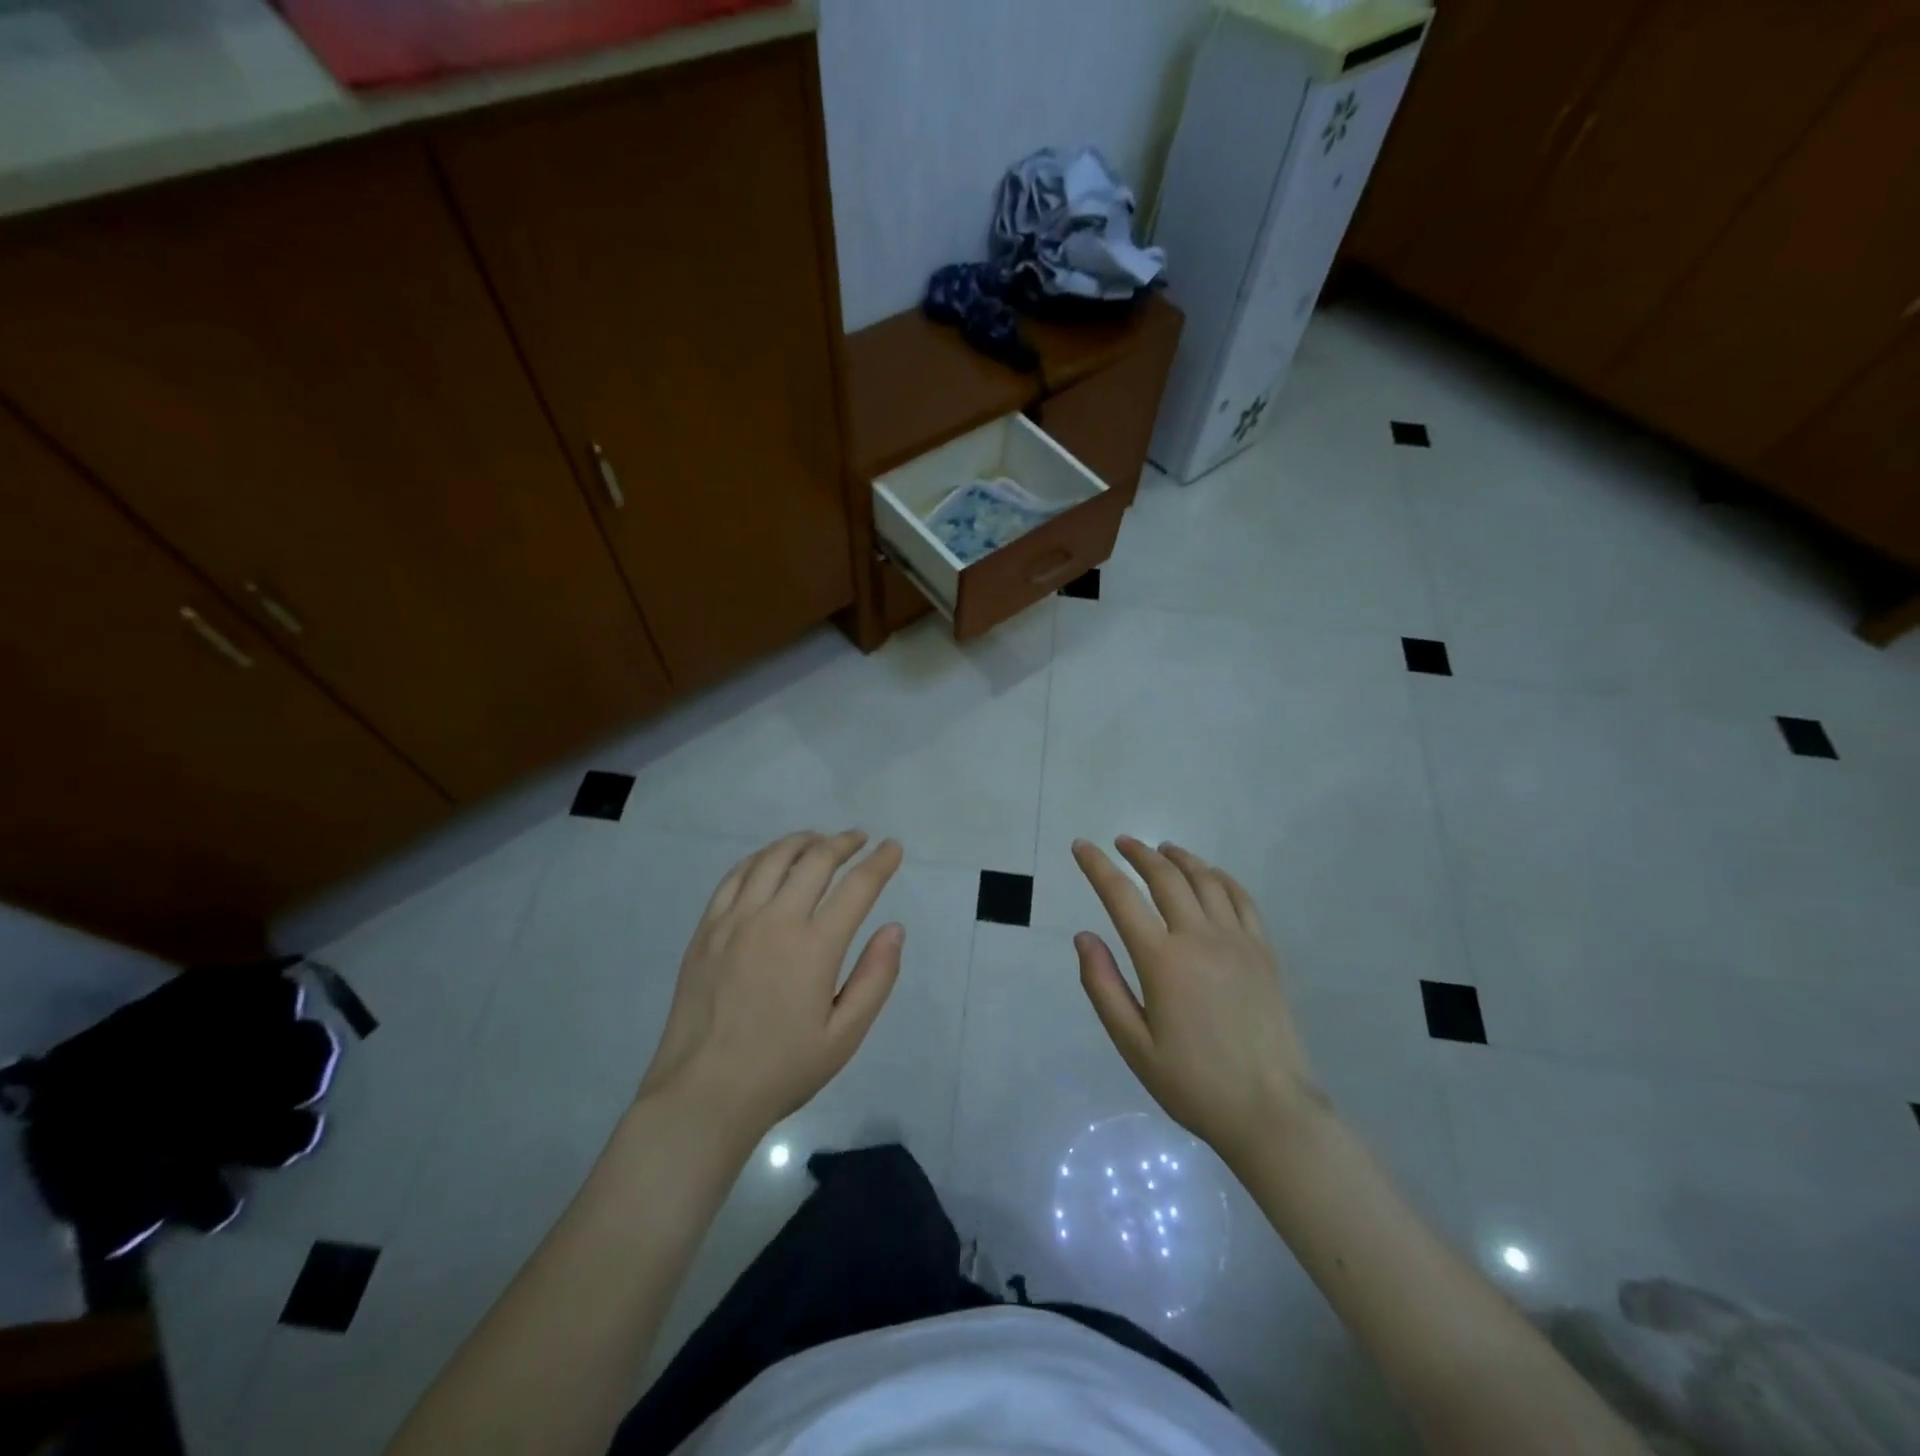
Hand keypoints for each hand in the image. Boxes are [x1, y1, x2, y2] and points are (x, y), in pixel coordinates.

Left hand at [639, 831, 904, 1138]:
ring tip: (819, 840)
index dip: (880, 862)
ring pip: (773, 859)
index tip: (893, 847)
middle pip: (815, 860)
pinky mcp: (707, 929)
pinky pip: (735, 876)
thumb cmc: (782, 1069)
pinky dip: (760, 858)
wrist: (704, 1093)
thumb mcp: (845, 1036)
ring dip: (802, 842)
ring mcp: (735, 920)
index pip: (857, 887)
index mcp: (815, 947)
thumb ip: (876, 978)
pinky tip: (770, 860)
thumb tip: (895, 929)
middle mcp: (776, 920)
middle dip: (843, 842)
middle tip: (859, 838)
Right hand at [1072, 837, 1323, 1165]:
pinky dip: (1220, 877)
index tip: (1081, 846)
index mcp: (1162, 961)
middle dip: (1139, 853)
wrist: (1271, 1111)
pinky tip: (1210, 875)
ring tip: (1162, 850)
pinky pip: (1242, 899)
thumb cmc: (1193, 1083)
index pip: (1121, 896)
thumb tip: (1084, 937)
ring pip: (1205, 880)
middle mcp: (1199, 938)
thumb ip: (1103, 986)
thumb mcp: (1133, 1045)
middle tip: (1121, 842)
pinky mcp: (1264, 952)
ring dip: (1179, 858)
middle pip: (1166, 877)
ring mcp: (1238, 941)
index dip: (1097, 867)